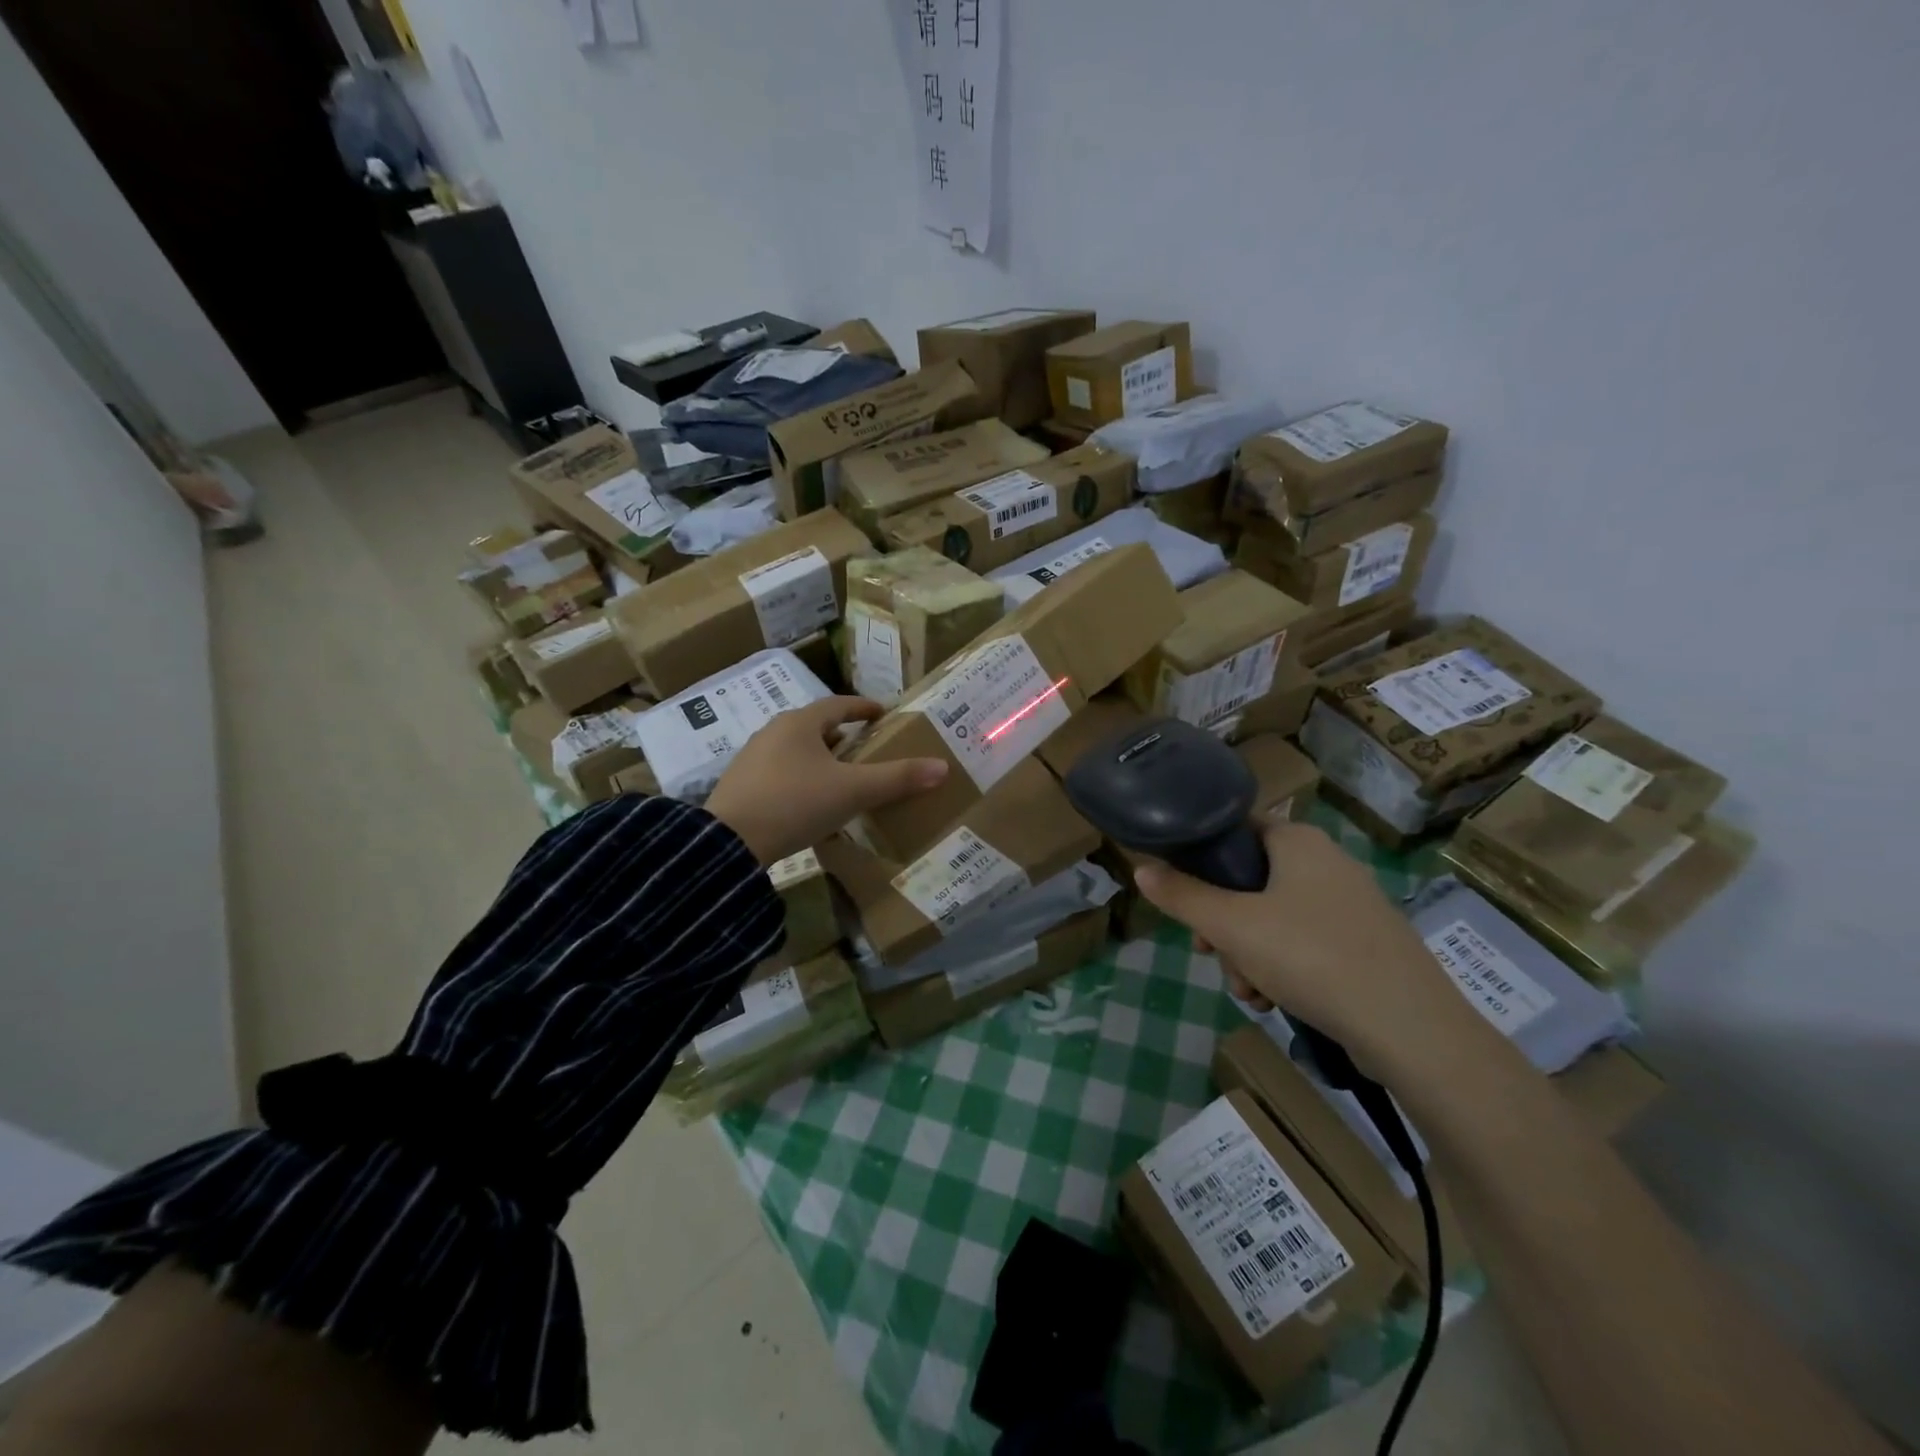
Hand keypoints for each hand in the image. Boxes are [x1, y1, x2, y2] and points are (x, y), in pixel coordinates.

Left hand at [706, 696, 947, 865]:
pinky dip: (801, 777)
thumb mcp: (853, 791)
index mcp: (799, 723)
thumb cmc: (796, 803)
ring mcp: (752, 758)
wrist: (729, 843)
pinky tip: (808, 802)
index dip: (863, 708)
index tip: (882, 713)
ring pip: (795, 749)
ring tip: (840, 777)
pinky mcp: (740, 785)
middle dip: (842, 735)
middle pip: (815, 725)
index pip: (838, 704)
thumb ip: (897, 778)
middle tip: (865, 749)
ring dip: (820, 757)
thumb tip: (942, 767)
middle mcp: (773, 732)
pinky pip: (780, 771)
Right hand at [1133, 821, 1499, 1084]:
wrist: (1410, 1029)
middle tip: (1211, 956)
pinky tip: (1276, 1002)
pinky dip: (1283, 968)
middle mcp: (1327, 861)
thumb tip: (1140, 868)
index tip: (1185, 900)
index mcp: (1298, 841)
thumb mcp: (1231, 926)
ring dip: (1248, 955)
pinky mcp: (1367, 943)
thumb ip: (1182, 896)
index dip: (1201, 862)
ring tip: (1250, 993)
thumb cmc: (1310, 957)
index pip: (1234, 830)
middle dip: (1223, 926)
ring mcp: (1352, 904)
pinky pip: (1305, 943)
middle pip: (1249, 882)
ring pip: (1274, 918)